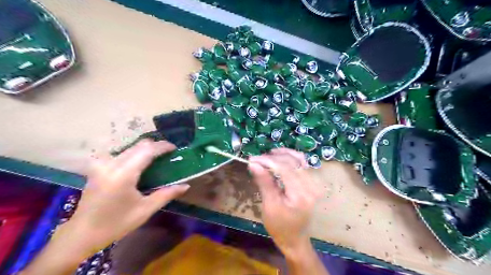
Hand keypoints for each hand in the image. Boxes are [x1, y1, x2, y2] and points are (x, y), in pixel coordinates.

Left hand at [60, 139, 189, 257]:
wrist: (81, 234)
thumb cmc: (116, 224)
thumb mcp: (145, 210)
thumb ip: (167, 194)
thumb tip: (186, 186)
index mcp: (123, 174)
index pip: (146, 151)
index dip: (162, 146)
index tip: (174, 147)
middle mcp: (110, 164)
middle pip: (138, 146)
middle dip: (155, 145)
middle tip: (168, 152)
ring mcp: (101, 164)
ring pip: (129, 147)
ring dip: (144, 148)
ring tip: (157, 156)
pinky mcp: (97, 167)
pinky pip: (120, 153)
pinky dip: (133, 153)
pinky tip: (139, 161)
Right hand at [248, 150, 319, 256]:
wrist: (295, 238)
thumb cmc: (280, 226)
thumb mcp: (269, 206)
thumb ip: (264, 182)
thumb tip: (253, 163)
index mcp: (301, 195)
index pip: (285, 168)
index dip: (267, 160)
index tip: (252, 159)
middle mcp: (312, 186)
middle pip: (292, 161)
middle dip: (272, 157)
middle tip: (256, 159)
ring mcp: (314, 183)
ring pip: (298, 159)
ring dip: (282, 155)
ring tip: (267, 157)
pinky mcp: (312, 182)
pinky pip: (302, 163)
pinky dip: (290, 158)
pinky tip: (280, 158)